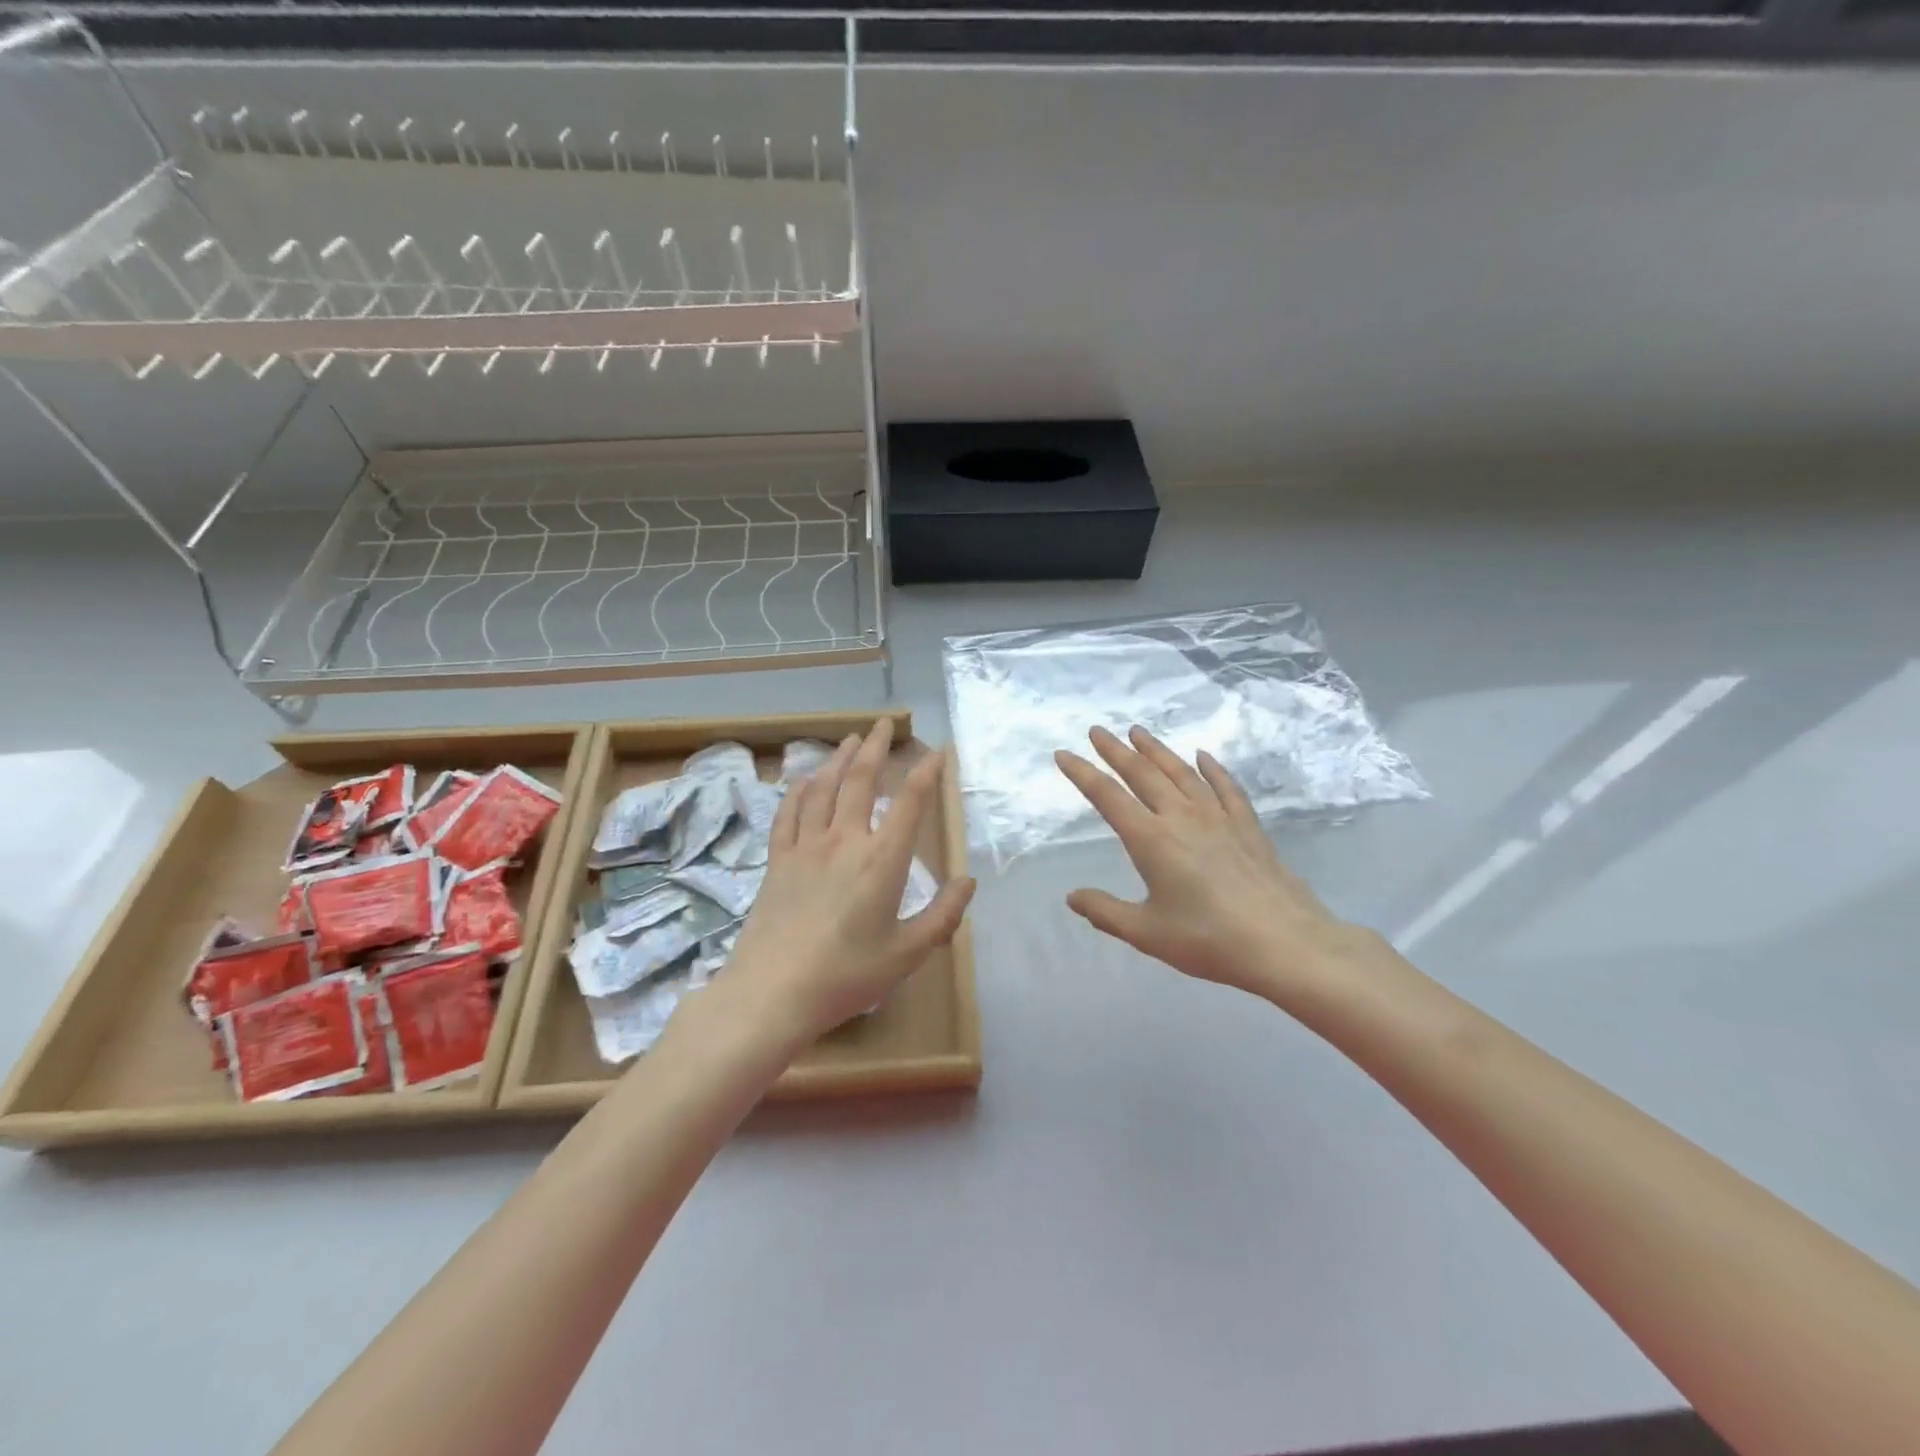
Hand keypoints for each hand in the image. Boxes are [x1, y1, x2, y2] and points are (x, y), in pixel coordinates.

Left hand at [725, 719, 976, 1043]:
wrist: (772, 992)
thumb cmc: (847, 975)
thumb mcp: (907, 953)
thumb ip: (943, 915)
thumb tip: (967, 881)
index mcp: (882, 860)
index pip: (909, 802)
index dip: (926, 772)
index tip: (939, 751)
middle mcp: (844, 840)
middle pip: (860, 779)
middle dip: (875, 747)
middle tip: (883, 724)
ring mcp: (806, 846)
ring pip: (823, 787)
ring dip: (838, 758)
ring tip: (849, 739)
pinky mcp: (778, 860)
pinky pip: (789, 813)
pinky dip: (799, 790)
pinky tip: (804, 780)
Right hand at [1055, 725, 1368, 1001]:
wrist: (1284, 943)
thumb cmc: (1209, 940)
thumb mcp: (1146, 933)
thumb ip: (1105, 911)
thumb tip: (1072, 896)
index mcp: (1150, 839)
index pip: (1107, 796)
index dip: (1082, 773)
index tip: (1063, 754)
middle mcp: (1181, 817)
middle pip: (1142, 773)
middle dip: (1116, 750)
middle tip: (1098, 730)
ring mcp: (1218, 816)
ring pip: (1181, 772)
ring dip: (1156, 750)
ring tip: (1139, 732)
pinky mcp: (1247, 825)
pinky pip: (1225, 786)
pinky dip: (1211, 768)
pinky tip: (1203, 756)